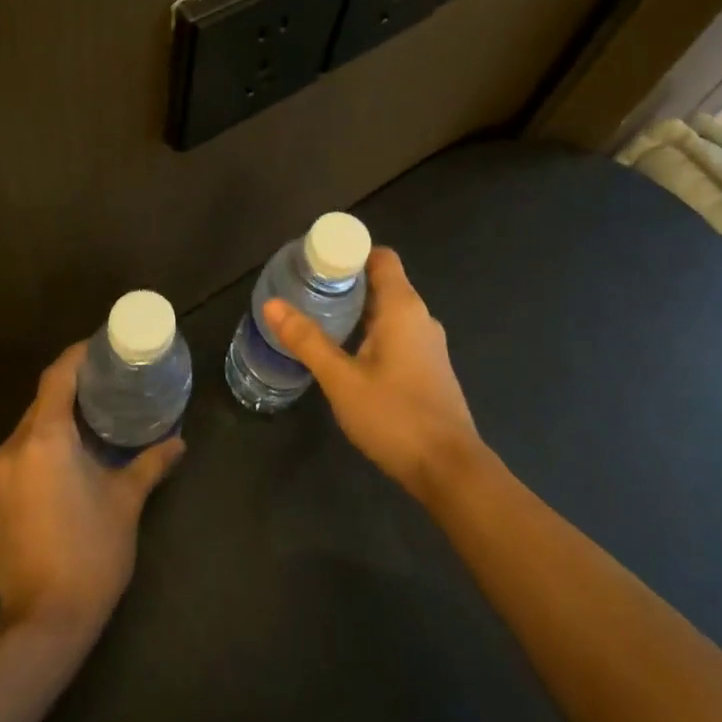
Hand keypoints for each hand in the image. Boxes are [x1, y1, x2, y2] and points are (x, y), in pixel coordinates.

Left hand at [0, 342, 184, 640]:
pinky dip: (38, 449)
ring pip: (26, 432)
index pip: (57, 377)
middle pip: (41, 403)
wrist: (42, 624)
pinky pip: (15, 458)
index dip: (78, 356)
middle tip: (107, 386)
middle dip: (71, 390)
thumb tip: (179, 441)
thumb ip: (151, 463)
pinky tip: (63, 465)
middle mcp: (11, 450)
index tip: (102, 347)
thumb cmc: (91, 553)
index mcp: (45, 439)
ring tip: (89, 424)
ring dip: (54, 422)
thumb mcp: (126, 502)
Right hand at [262, 246, 481, 501]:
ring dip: (358, 309)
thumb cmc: (395, 416)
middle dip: (347, 282)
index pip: (381, 258)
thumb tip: (272, 305)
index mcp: (403, 307)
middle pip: (383, 283)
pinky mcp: (429, 368)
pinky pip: (397, 333)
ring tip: (320, 317)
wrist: (449, 469)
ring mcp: (428, 344)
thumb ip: (307, 341)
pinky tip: (347, 352)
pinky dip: (371, 331)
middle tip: (307, 289)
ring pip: (389, 311)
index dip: (351, 252)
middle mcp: (420, 317)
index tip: (317, 260)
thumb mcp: (342, 379)